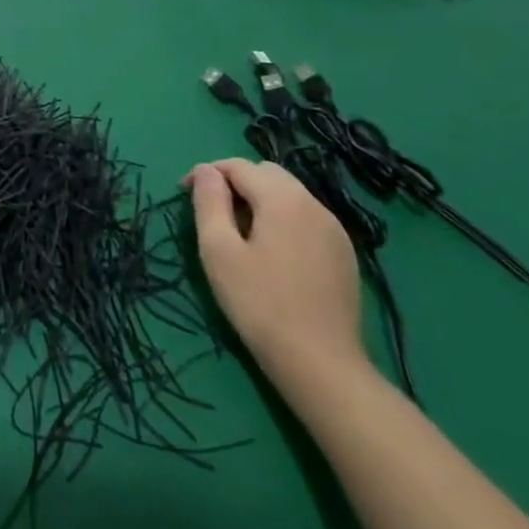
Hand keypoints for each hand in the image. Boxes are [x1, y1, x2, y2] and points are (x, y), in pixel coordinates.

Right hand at [187, 158, 366, 385]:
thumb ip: (209, 202)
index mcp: (282, 199)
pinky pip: (306, 217)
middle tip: (212, 211)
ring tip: (239, 231)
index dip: (206, 174)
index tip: (184, 194)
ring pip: (290, 194)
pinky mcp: (344, 253)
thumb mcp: (218, 250)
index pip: (238, 166)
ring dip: (260, 199)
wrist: (320, 363)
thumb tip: (205, 171)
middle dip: (235, 181)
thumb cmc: (258, 303)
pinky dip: (282, 218)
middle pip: (267, 173)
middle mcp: (313, 204)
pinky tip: (271, 251)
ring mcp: (334, 229)